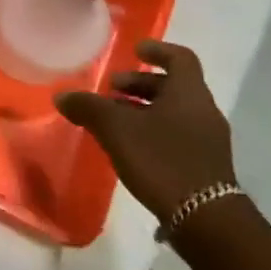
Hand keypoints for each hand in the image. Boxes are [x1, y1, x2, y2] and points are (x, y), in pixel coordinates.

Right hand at [55, 39, 235, 222]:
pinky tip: (131, 148)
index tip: (136, 50)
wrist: (205, 219)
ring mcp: (208, 140)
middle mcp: (203, 111)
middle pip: (173, 86)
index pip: (180, 58)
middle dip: (140, 84)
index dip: (157, 50)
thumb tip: (62, 95)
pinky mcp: (206, 166)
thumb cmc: (162, 160)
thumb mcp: (116, 130)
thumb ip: (89, 108)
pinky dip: (154, 131)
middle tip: (112, 89)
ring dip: (145, 109)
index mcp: (189, 93)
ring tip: (115, 120)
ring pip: (174, 112)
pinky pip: (178, 135)